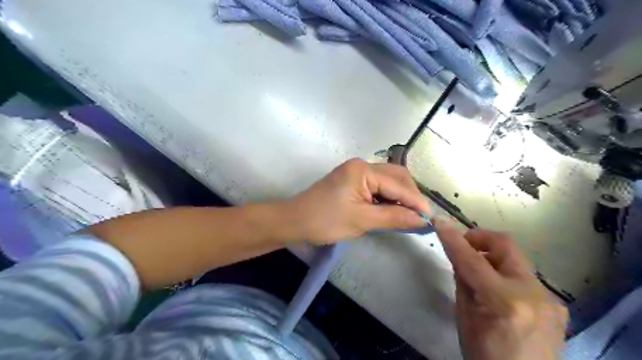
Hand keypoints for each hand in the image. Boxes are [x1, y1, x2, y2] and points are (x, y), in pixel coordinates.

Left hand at [291, 158, 431, 244]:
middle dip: (410, 196)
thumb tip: (422, 219)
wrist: (296, 221)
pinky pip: (377, 187)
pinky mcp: (352, 181)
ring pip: (388, 181)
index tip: (431, 218)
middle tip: (419, 217)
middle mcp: (362, 165)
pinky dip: (387, 198)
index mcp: (363, 170)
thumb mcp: (362, 220)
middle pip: (396, 177)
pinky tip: (393, 210)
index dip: (416, 201)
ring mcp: (356, 172)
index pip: (398, 184)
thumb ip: (394, 217)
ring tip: (409, 216)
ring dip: (400, 197)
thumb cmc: (326, 220)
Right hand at [436, 216, 565, 359]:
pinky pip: (524, 277)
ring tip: (478, 273)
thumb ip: (462, 280)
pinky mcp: (557, 304)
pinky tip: (498, 291)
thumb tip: (459, 254)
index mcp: (504, 301)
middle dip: (479, 239)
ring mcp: (550, 299)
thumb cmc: (484, 355)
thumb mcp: (464, 316)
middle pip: (505, 245)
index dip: (453, 238)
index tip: (439, 222)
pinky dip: (505, 274)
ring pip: (515, 260)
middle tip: (462, 246)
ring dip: (492, 257)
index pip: (472, 259)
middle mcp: (533, 294)